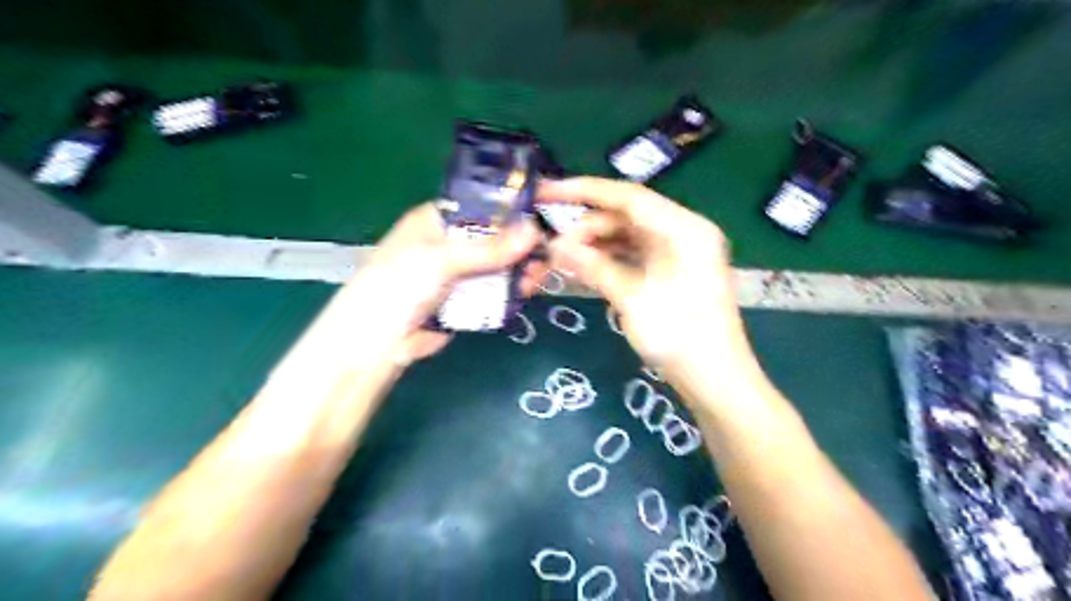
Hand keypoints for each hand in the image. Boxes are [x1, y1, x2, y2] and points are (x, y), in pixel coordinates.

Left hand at [338, 203, 546, 366]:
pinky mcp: (468, 299)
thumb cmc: (400, 284)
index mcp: (440, 219)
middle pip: (498, 236)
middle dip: (523, 244)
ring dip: (521, 269)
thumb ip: (490, 248)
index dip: (514, 207)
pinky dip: (513, 290)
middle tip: (547, 254)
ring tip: (539, 277)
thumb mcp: (443, 259)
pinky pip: (497, 289)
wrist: (379, 341)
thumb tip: (535, 231)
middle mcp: (453, 241)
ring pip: (501, 264)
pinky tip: (527, 291)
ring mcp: (461, 272)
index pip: (484, 204)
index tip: (547, 210)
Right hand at [546, 179, 751, 373]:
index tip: (546, 191)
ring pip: (625, 237)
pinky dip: (606, 260)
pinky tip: (580, 267)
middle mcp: (681, 232)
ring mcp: (676, 252)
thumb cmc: (679, 335)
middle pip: (624, 217)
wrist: (715, 380)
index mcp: (683, 227)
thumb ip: (593, 265)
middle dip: (584, 228)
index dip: (584, 191)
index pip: (628, 196)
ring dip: (592, 246)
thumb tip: (554, 245)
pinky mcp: (669, 271)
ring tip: (557, 259)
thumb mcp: (632, 298)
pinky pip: (632, 255)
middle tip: (548, 245)